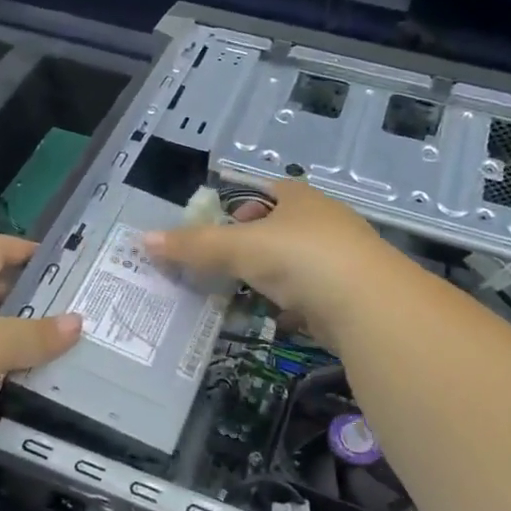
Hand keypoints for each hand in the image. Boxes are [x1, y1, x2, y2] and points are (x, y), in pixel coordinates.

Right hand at [143, 178, 400, 348]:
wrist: (368, 305)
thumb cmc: (299, 258)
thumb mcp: (238, 247)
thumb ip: (193, 245)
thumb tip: (142, 239)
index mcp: (301, 199)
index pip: (272, 191)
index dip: (247, 204)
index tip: (226, 227)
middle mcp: (326, 222)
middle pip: (285, 228)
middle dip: (257, 246)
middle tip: (228, 265)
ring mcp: (343, 260)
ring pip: (300, 265)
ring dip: (275, 278)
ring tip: (246, 294)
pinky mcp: (351, 296)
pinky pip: (314, 296)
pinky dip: (295, 305)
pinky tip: (279, 318)